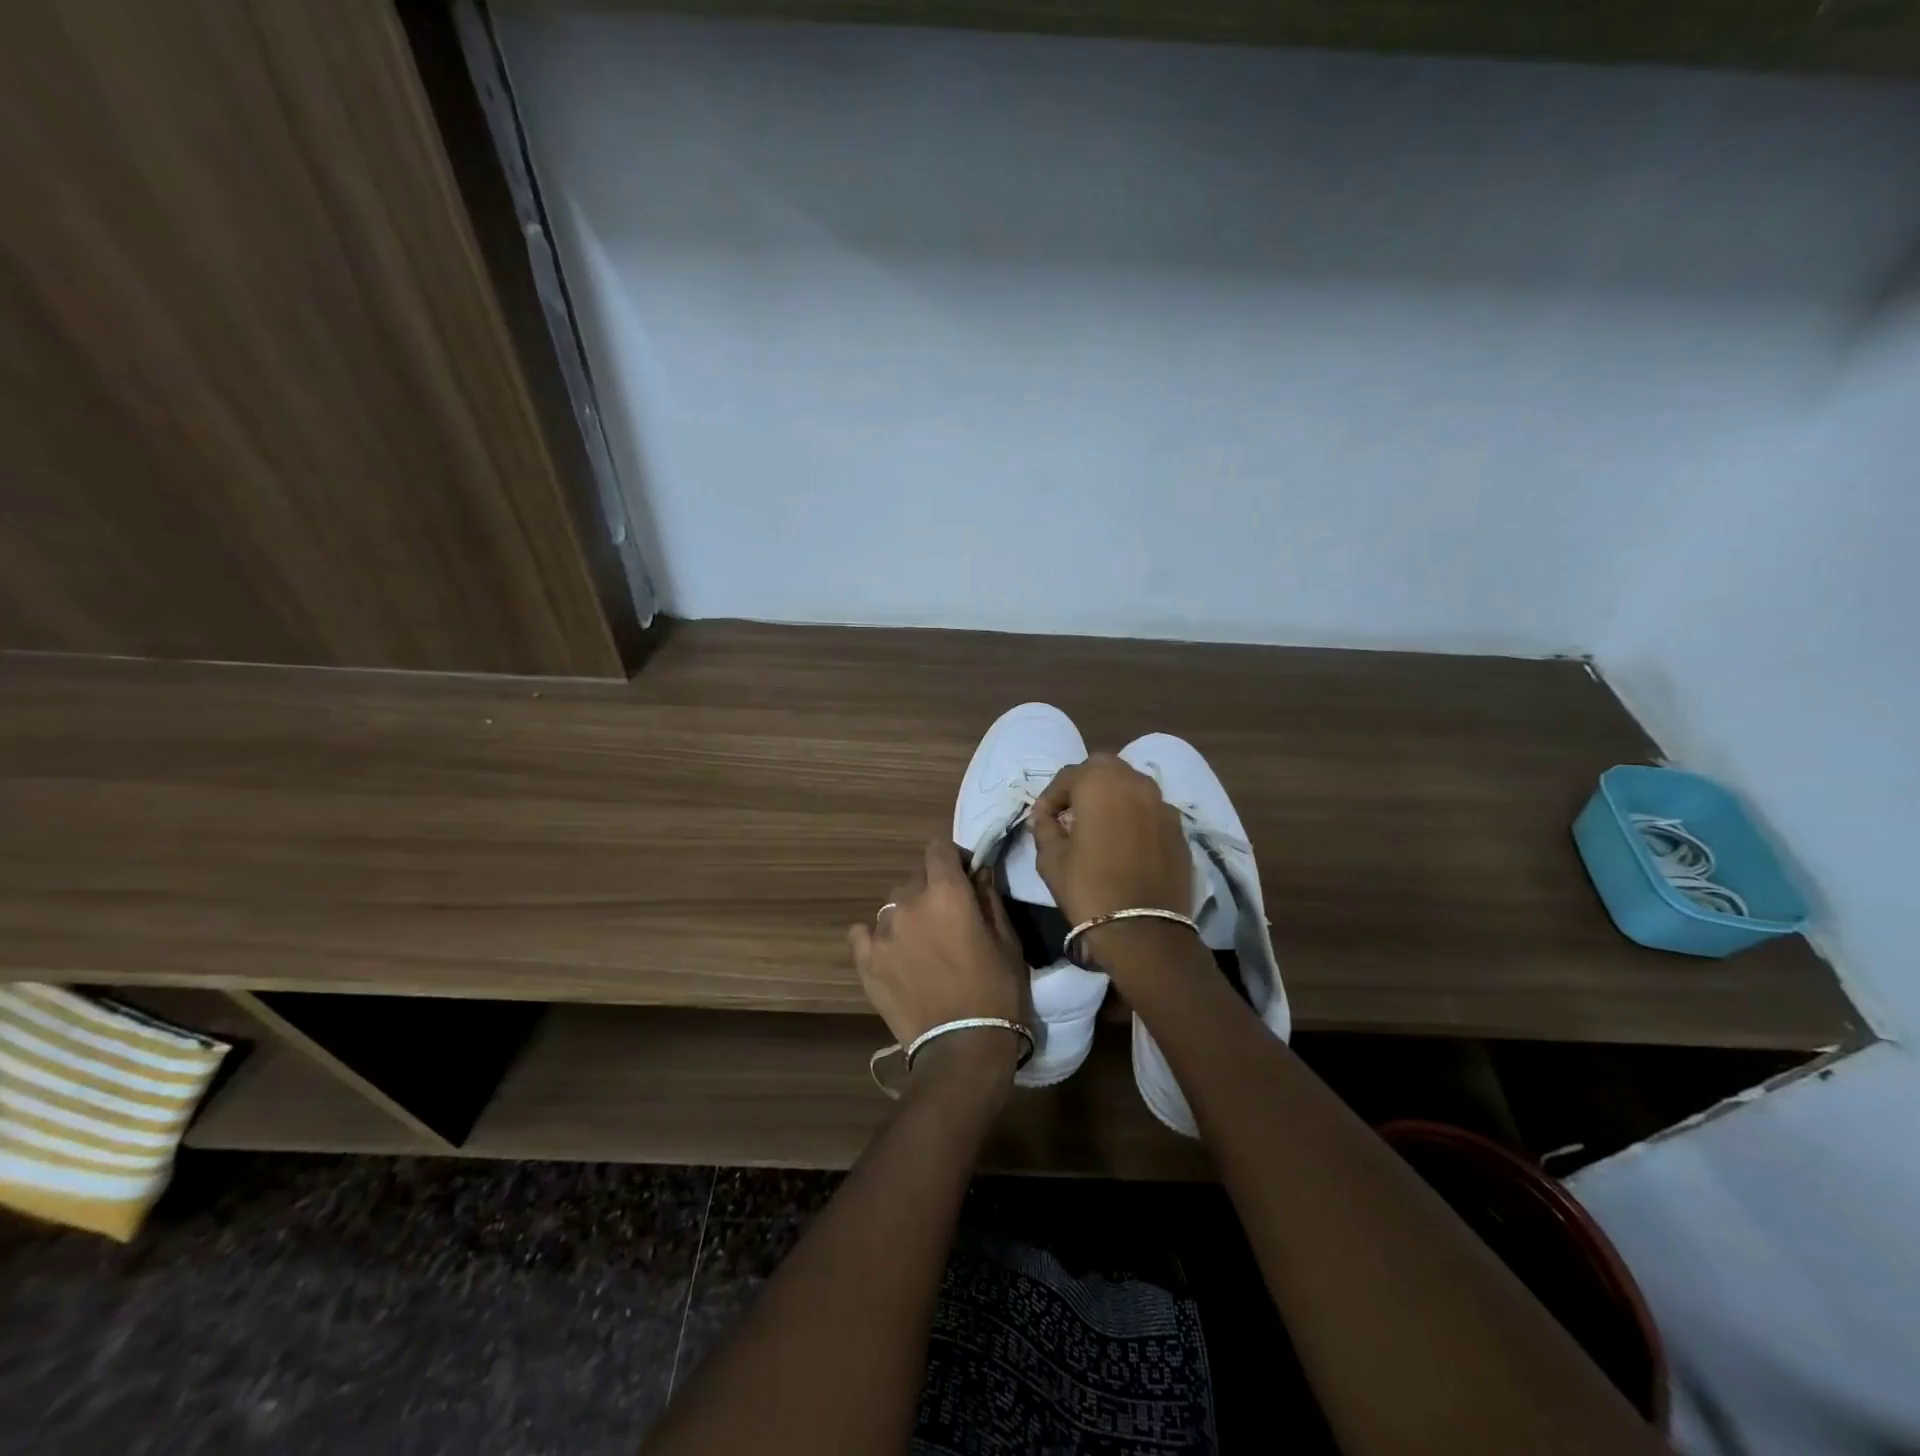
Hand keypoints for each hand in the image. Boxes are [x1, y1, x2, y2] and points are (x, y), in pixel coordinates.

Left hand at [848, 839, 1027, 1090]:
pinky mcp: (865, 962)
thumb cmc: (996, 992)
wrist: (962, 1049)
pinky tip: (891, 951)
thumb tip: (978, 871)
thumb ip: (988, 898)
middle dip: (931, 887)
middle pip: (915, 877)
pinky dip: (876, 936)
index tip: (964, 874)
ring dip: (907, 913)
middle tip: (947, 915)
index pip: (938, 848)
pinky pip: (863, 933)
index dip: (952, 856)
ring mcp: (882, 932)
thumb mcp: (1007, 940)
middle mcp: (908, 903)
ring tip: (921, 941)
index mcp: (946, 893)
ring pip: (892, 905)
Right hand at [1030, 754, 1192, 926]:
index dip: (1049, 798)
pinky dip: (1135, 814)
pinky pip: (1151, 808)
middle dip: (1084, 784)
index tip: (1041, 820)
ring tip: (1099, 823)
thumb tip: (1044, 817)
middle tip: (1071, 812)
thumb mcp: (1050, 859)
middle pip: (1104, 768)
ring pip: (1132, 784)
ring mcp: (1162, 804)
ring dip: (1112, 795)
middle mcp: (1135, 783)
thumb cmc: (1088, 888)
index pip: (1067, 776)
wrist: (1143, 931)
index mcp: (1099, 783)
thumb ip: (1044, 828)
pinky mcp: (1179, 828)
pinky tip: (1126, 840)